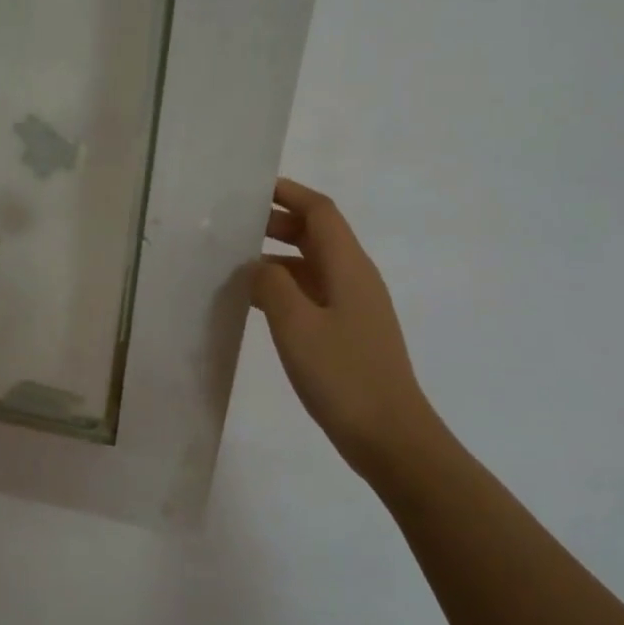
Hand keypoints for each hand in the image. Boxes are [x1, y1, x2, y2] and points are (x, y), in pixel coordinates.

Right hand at [252, 178, 443, 484]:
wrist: (389, 436)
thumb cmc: (343, 376)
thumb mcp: (296, 325)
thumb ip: (271, 285)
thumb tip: (257, 266)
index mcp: (348, 267)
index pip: (320, 212)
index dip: (289, 193)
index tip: (252, 188)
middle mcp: (355, 279)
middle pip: (317, 236)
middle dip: (278, 223)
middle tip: (234, 227)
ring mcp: (354, 307)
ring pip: (313, 267)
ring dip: (278, 257)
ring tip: (235, 264)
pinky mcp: (348, 333)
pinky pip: (313, 295)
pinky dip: (285, 288)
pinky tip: (257, 304)